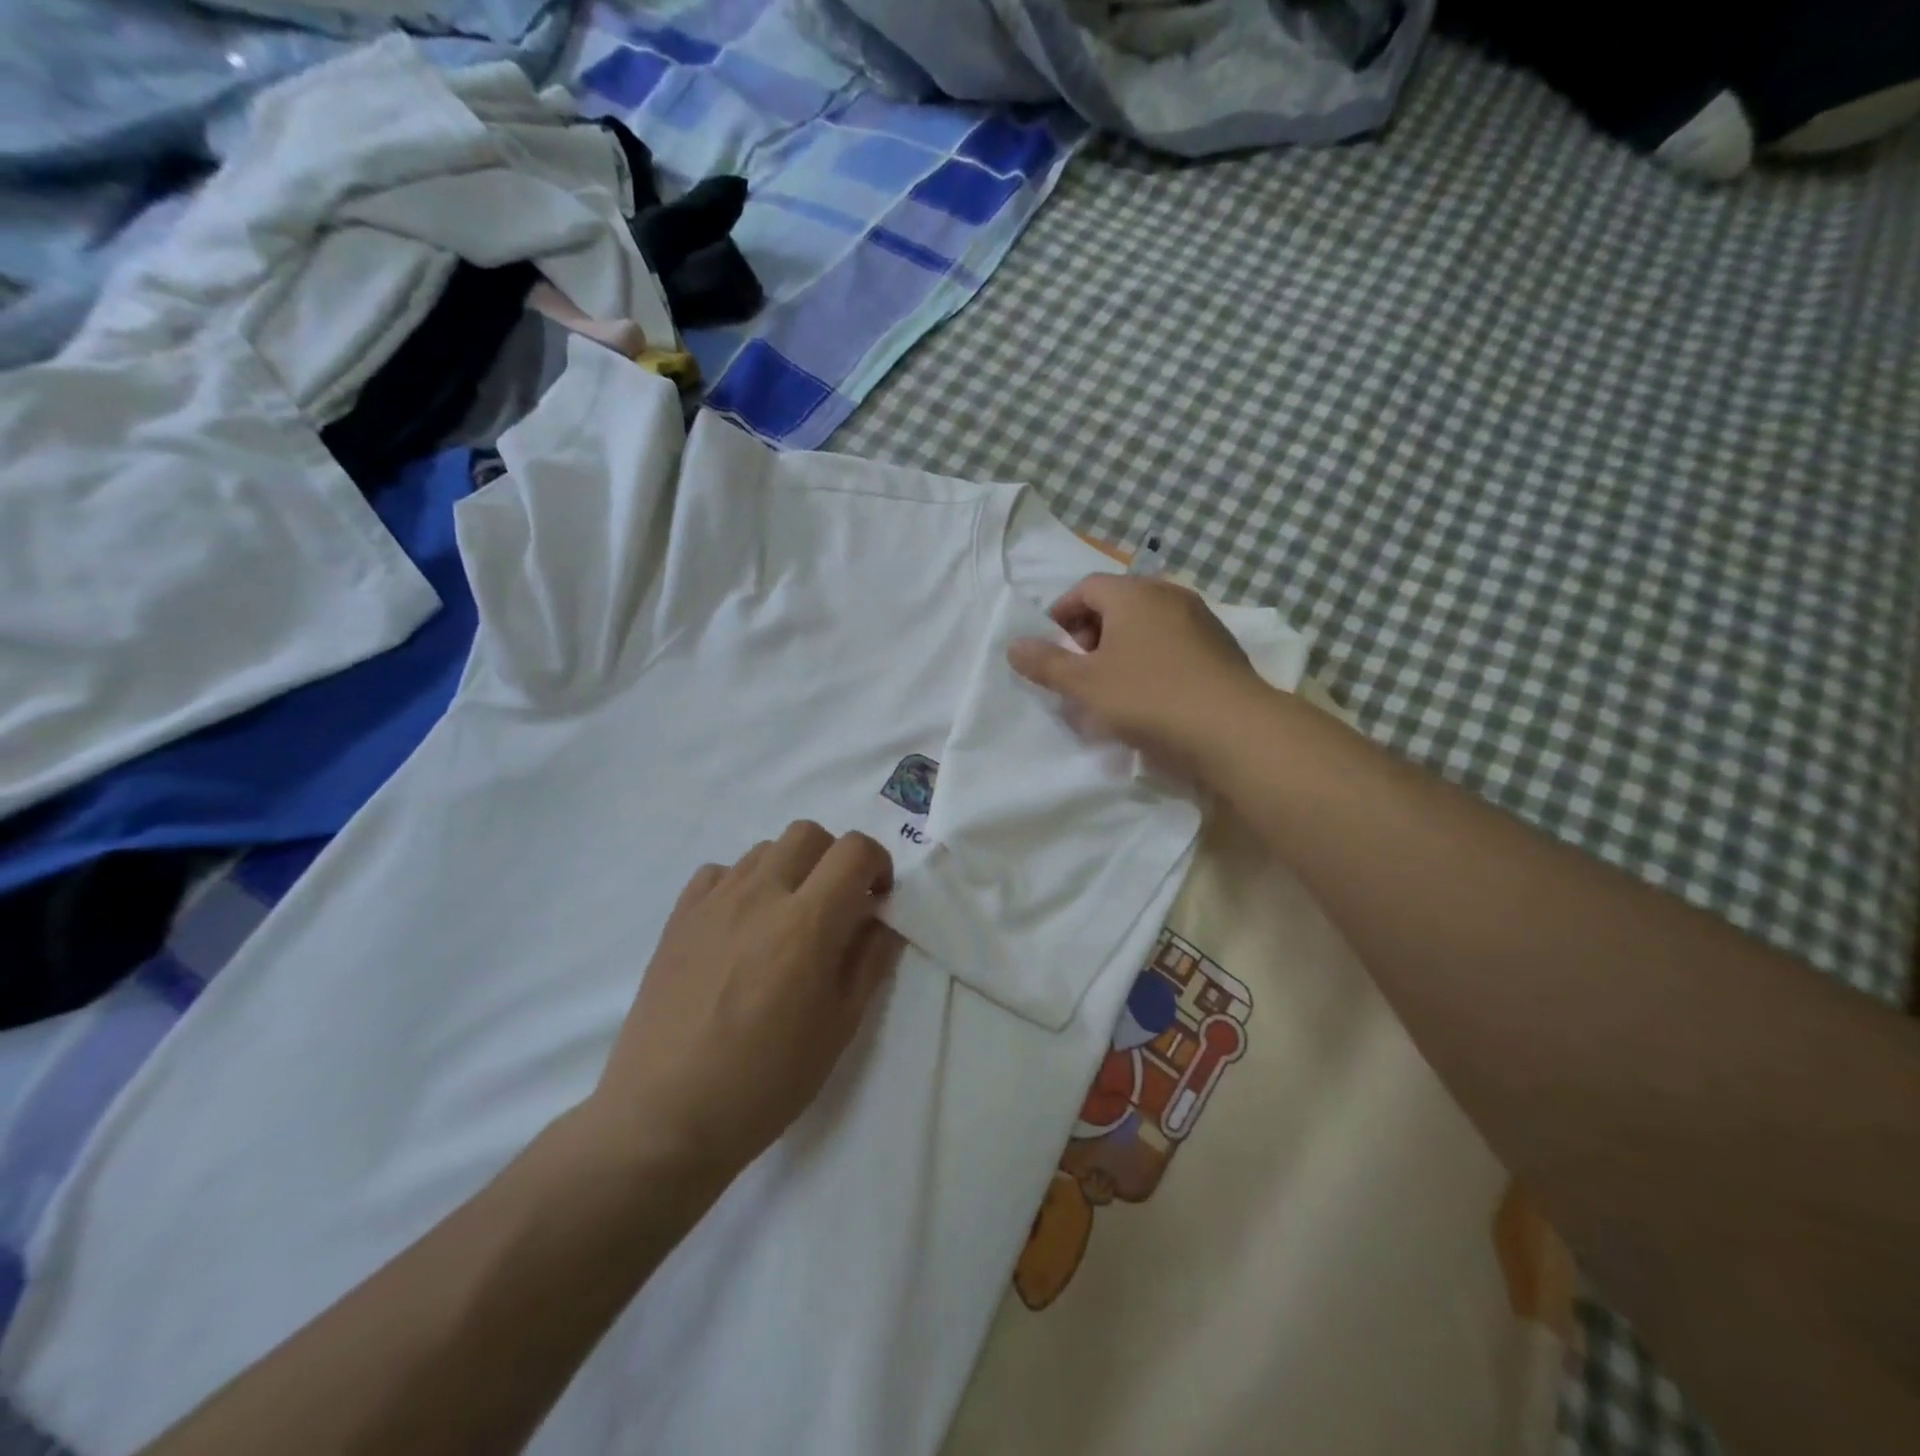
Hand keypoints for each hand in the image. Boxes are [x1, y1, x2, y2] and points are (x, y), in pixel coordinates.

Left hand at [585, 822, 901, 1181]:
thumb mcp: (840, 1027)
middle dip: (834, 858)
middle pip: (808, 833)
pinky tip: (741, 926)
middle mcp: (761, 894)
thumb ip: (870, 961)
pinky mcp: (679, 917)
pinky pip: (719, 872)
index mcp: (808, 921)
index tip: (876, 899)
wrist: (666, 1116)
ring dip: (790, 869)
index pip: (854, 850)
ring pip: (764, 848)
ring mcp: (714, 902)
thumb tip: (883, 919)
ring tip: (786, 919)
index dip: (877, 863)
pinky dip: (742, 884)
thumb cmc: (767, 1081)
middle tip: (836, 905)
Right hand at [1007, 574, 1265, 782]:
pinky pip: (1173, 643)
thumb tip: (1013, 645)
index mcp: (1133, 594)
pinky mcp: (1221, 647)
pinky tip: (1150, 696)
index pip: (1086, 587)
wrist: (1231, 728)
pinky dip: (1152, 659)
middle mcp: (1168, 595)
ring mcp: (1201, 619)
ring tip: (1111, 687)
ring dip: (1122, 649)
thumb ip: (1045, 663)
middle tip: (1079, 671)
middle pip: (1118, 604)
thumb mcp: (1084, 684)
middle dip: (1091, 634)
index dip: (1062, 615)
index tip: (1052, 649)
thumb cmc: (1147, 697)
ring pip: (1147, 625)